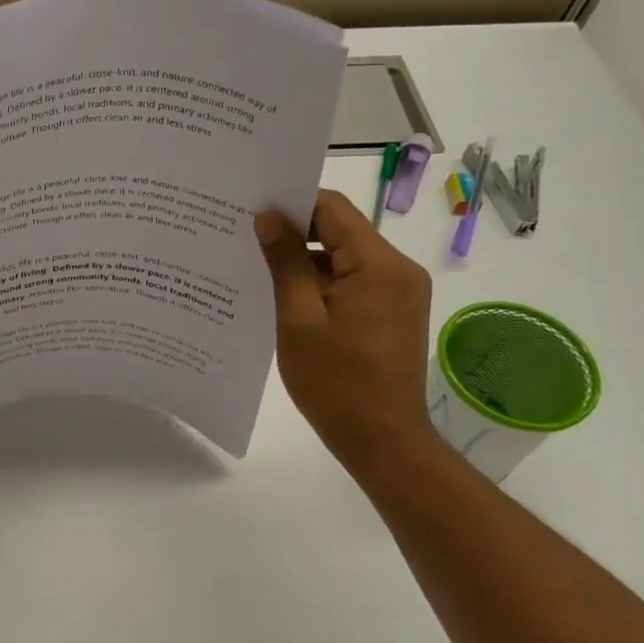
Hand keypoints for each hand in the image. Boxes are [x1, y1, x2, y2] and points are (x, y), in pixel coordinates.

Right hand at [255, 189, 435, 467]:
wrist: (382, 440)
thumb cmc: (335, 383)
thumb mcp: (299, 320)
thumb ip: (284, 263)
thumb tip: (268, 216)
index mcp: (379, 265)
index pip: (333, 209)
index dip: (292, 203)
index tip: (250, 210)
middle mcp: (398, 270)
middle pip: (340, 231)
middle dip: (294, 233)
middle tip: (244, 238)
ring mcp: (399, 292)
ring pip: (344, 258)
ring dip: (305, 261)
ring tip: (257, 269)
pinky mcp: (392, 313)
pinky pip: (353, 282)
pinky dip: (321, 284)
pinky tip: (285, 297)